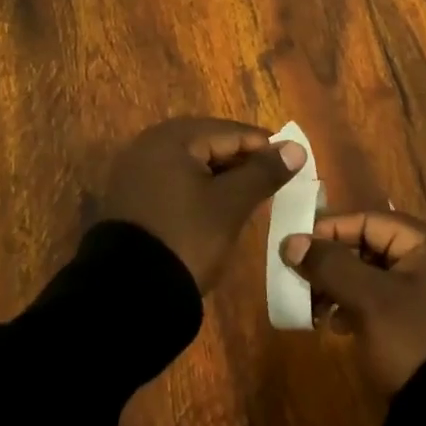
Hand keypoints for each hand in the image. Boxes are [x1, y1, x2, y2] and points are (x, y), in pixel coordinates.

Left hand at [105, 117, 305, 291]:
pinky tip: (220, 208)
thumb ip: (263, 172)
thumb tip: (296, 148)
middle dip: (243, 162)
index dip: (265, 147)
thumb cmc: (187, 237)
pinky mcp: (133, 198)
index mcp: (172, 138)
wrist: (129, 293)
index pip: (230, 132)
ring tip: (253, 197)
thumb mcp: (231, 204)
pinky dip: (200, 190)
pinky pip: (176, 182)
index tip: (293, 164)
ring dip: (223, 177)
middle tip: (275, 182)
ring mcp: (137, 172)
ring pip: (193, 165)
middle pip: (210, 144)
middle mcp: (150, 145)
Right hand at [281, 210, 425, 394]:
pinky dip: (354, 306)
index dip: (330, 230)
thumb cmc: (414, 340)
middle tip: (299, 278)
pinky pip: (379, 301)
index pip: (369, 220)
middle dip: (332, 262)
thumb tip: (291, 242)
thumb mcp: (369, 299)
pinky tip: (334, 323)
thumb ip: (331, 265)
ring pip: (371, 276)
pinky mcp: (419, 323)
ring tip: (311, 305)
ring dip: (339, 286)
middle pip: (369, 247)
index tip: (295, 246)